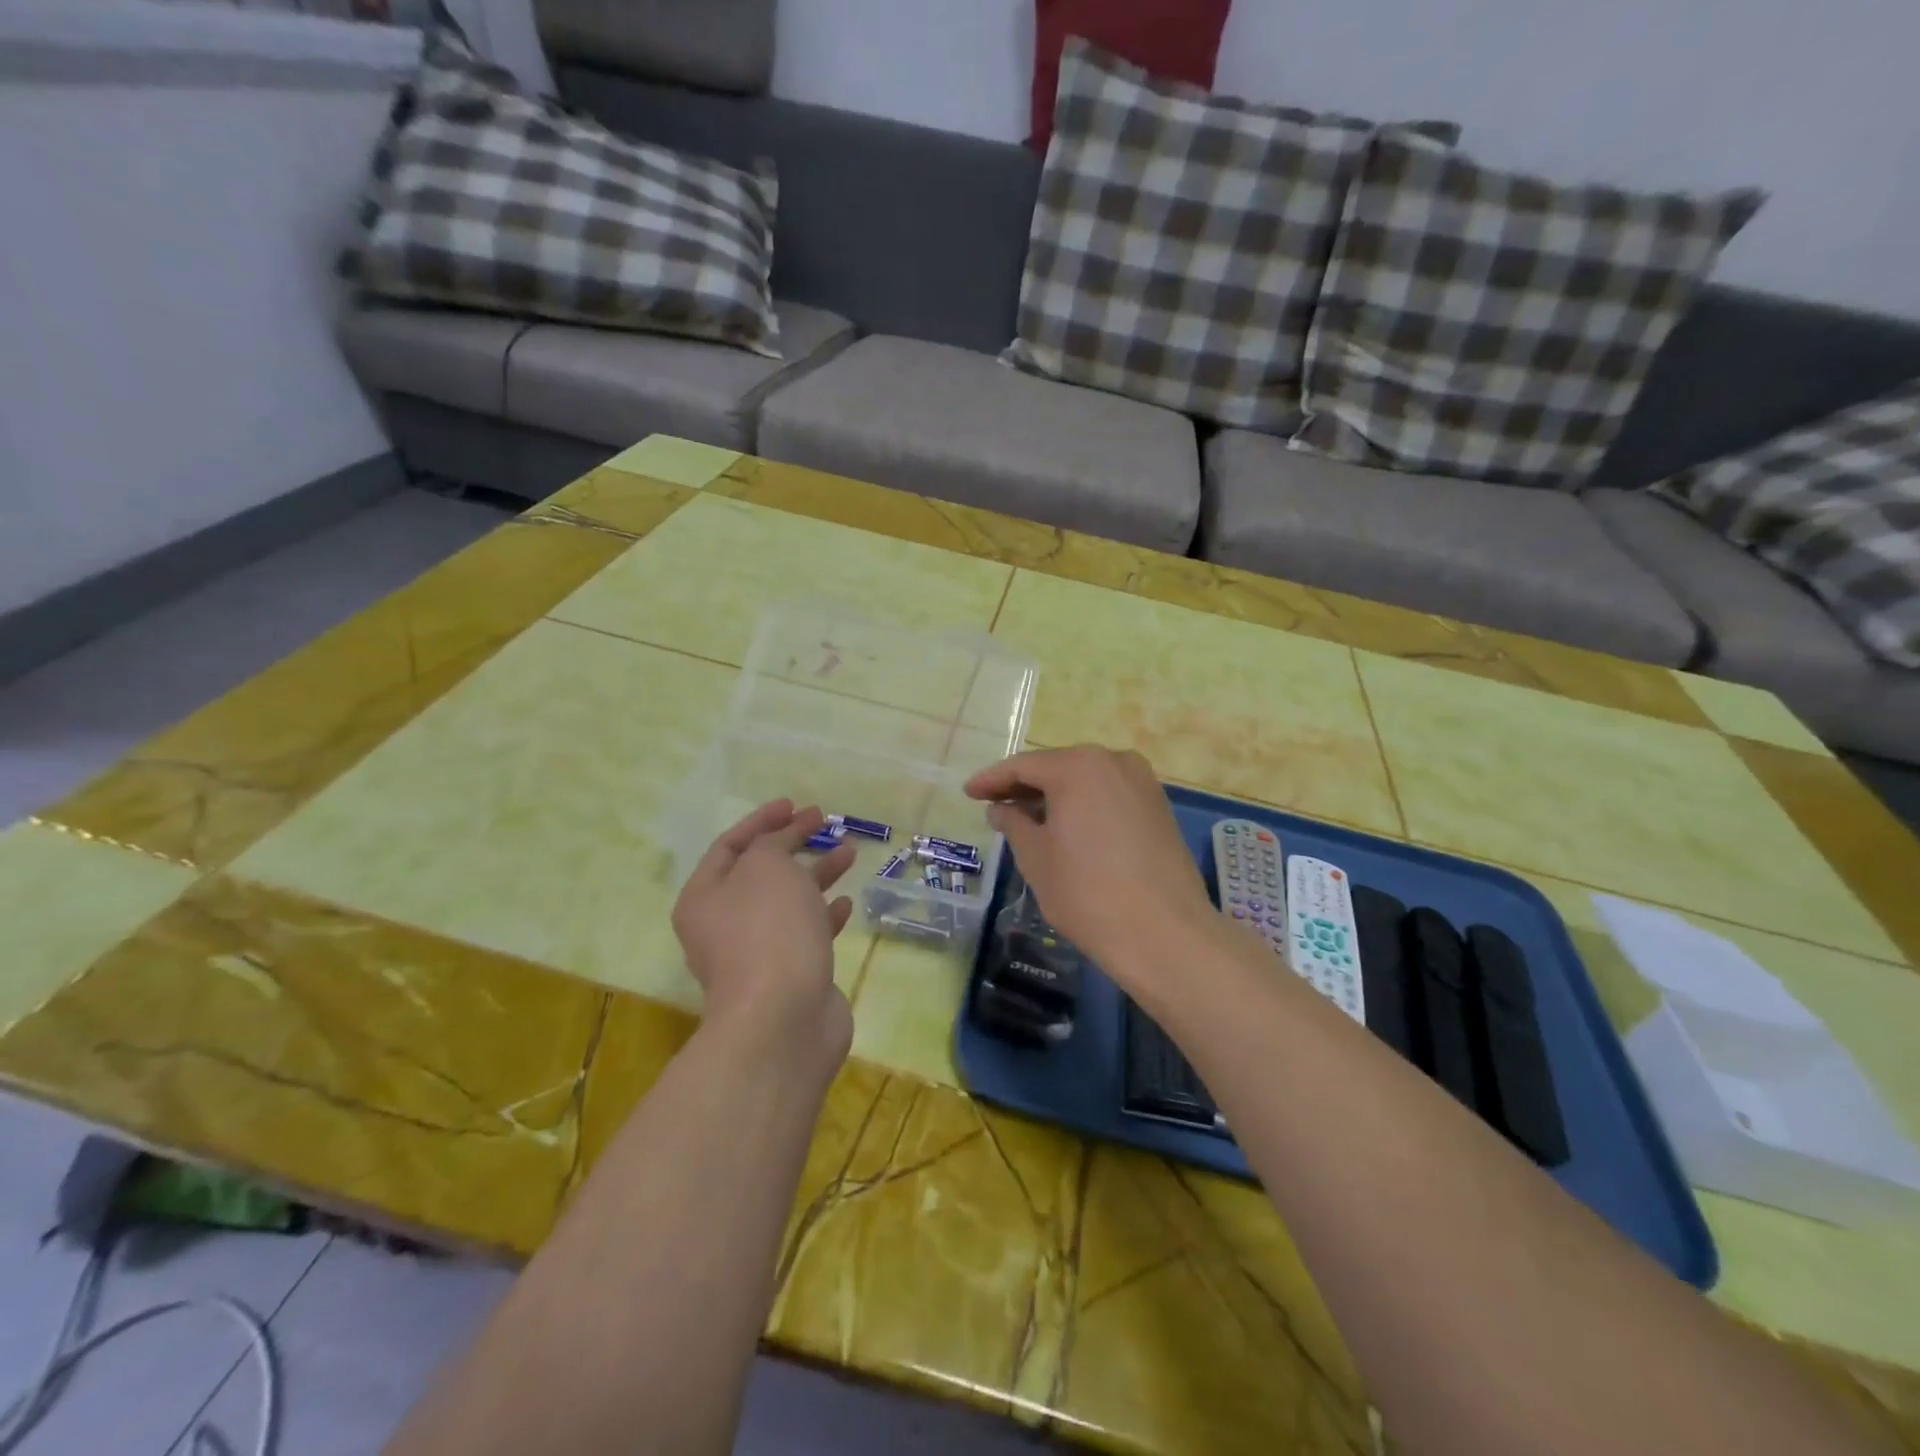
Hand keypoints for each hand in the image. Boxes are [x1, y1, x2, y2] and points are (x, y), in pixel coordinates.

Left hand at [672, 800, 857, 1070]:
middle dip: (792, 844)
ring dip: (816, 874)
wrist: (783, 1018)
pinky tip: (846, 902)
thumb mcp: (766, 866)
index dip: (762, 820)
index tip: (795, 805)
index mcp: (704, 897)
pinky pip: (806, 934)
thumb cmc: (768, 930)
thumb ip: (773, 844)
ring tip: (848, 852)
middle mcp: (723, 925)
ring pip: (788, 902)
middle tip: (823, 823)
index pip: (731, 845)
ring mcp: (757, 954)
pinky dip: (824, 915)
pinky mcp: (789, 976)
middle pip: (760, 872)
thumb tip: (781, 845)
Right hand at [965, 747, 1214, 991]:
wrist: (1165, 934)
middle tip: (995, 806)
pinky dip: (1084, 806)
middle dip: (1025, 787)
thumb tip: (1001, 809)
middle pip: (1057, 768)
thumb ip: (1014, 824)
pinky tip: (1067, 829)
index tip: (968, 793)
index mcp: (1078, 767)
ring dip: (1055, 797)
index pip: (1023, 766)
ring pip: (1086, 781)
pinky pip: (1109, 795)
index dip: (992, 780)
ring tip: (1027, 820)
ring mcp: (1142, 783)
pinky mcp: (1159, 807)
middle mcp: (1114, 761)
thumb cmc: (1087, 893)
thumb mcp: (1036, 858)